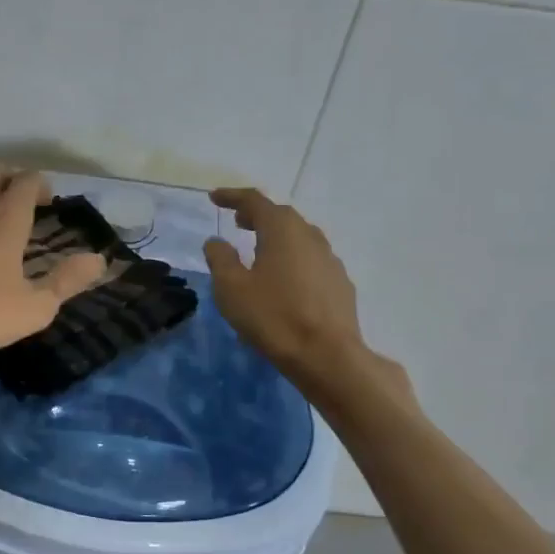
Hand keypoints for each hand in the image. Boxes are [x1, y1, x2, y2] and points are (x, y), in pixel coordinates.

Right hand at [203, 188, 410, 404]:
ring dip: (276, 236)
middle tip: (237, 222)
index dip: (232, 196)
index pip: (255, 201)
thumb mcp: (231, 288)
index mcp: (282, 230)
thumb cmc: (273, 317)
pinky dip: (292, 258)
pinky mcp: (340, 283)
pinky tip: (285, 278)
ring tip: (259, 249)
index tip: (214, 197)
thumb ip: (220, 259)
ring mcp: (329, 259)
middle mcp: (310, 236)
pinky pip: (310, 259)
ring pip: (299, 237)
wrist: (328, 356)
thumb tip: (216, 241)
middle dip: (256, 215)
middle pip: (280, 216)